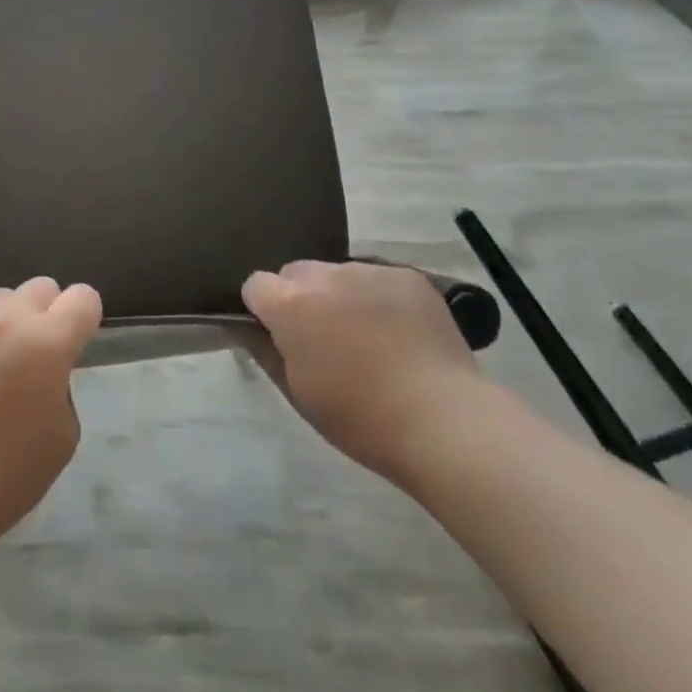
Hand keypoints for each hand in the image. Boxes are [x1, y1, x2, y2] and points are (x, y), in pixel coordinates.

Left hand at [0, 276, 102, 550]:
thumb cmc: (7, 474)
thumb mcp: (63, 435)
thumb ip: (62, 385)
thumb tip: (46, 369)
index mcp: (48, 341)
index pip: (83, 297)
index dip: (83, 318)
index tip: (74, 341)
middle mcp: (8, 318)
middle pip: (40, 287)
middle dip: (45, 313)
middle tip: (33, 353)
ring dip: (5, 320)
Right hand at [243, 260, 481, 486]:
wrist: (442, 420)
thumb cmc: (361, 419)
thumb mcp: (299, 395)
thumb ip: (267, 354)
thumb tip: (249, 331)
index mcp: (292, 305)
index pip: (256, 284)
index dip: (263, 310)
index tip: (280, 337)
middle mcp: (325, 275)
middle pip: (297, 272)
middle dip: (301, 297)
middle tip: (325, 339)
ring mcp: (369, 270)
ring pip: (338, 273)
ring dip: (341, 296)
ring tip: (369, 338)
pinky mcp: (406, 275)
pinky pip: (378, 278)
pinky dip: (379, 298)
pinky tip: (400, 333)